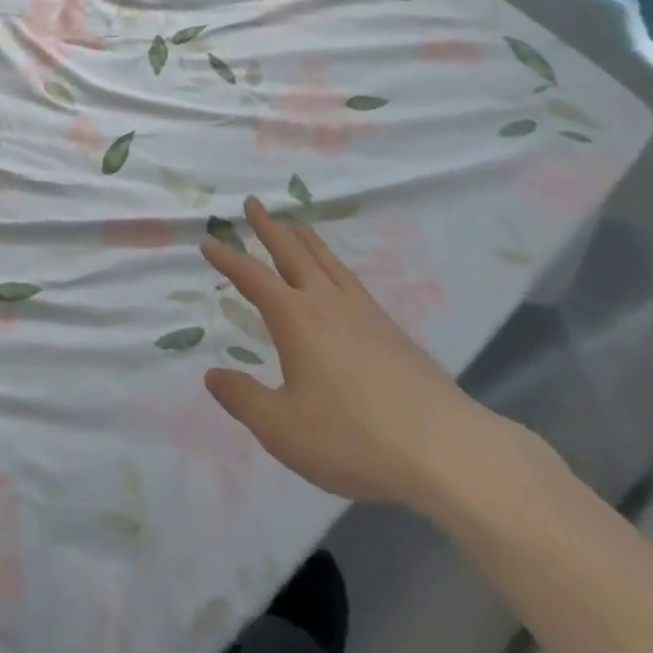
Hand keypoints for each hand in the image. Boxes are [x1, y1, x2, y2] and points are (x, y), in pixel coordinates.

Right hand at [201, 198, 523, 516]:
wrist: (444, 449)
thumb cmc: (354, 437)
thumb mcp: (284, 429)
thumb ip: (244, 400)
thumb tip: (212, 375)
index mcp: (295, 318)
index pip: (252, 277)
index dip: (228, 259)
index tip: (208, 243)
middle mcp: (326, 301)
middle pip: (292, 252)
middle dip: (268, 227)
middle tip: (253, 203)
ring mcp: (362, 311)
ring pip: (325, 260)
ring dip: (304, 237)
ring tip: (294, 223)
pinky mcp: (390, 327)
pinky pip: (350, 278)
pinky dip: (333, 262)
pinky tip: (337, 274)